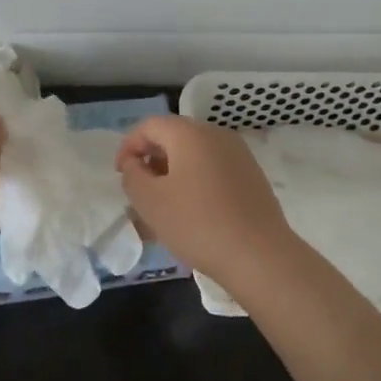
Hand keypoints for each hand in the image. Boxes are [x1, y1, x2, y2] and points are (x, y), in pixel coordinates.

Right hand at [115, 115, 293, 280]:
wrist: (260, 255)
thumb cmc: (197, 224)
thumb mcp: (150, 201)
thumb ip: (133, 176)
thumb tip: (135, 163)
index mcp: (190, 133)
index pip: (150, 126)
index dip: (129, 146)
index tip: (121, 174)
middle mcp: (216, 134)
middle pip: (174, 136)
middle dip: (152, 159)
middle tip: (140, 190)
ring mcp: (239, 154)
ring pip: (195, 154)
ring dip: (174, 172)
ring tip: (164, 205)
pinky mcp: (252, 175)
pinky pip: (214, 168)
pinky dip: (196, 181)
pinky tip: (193, 212)